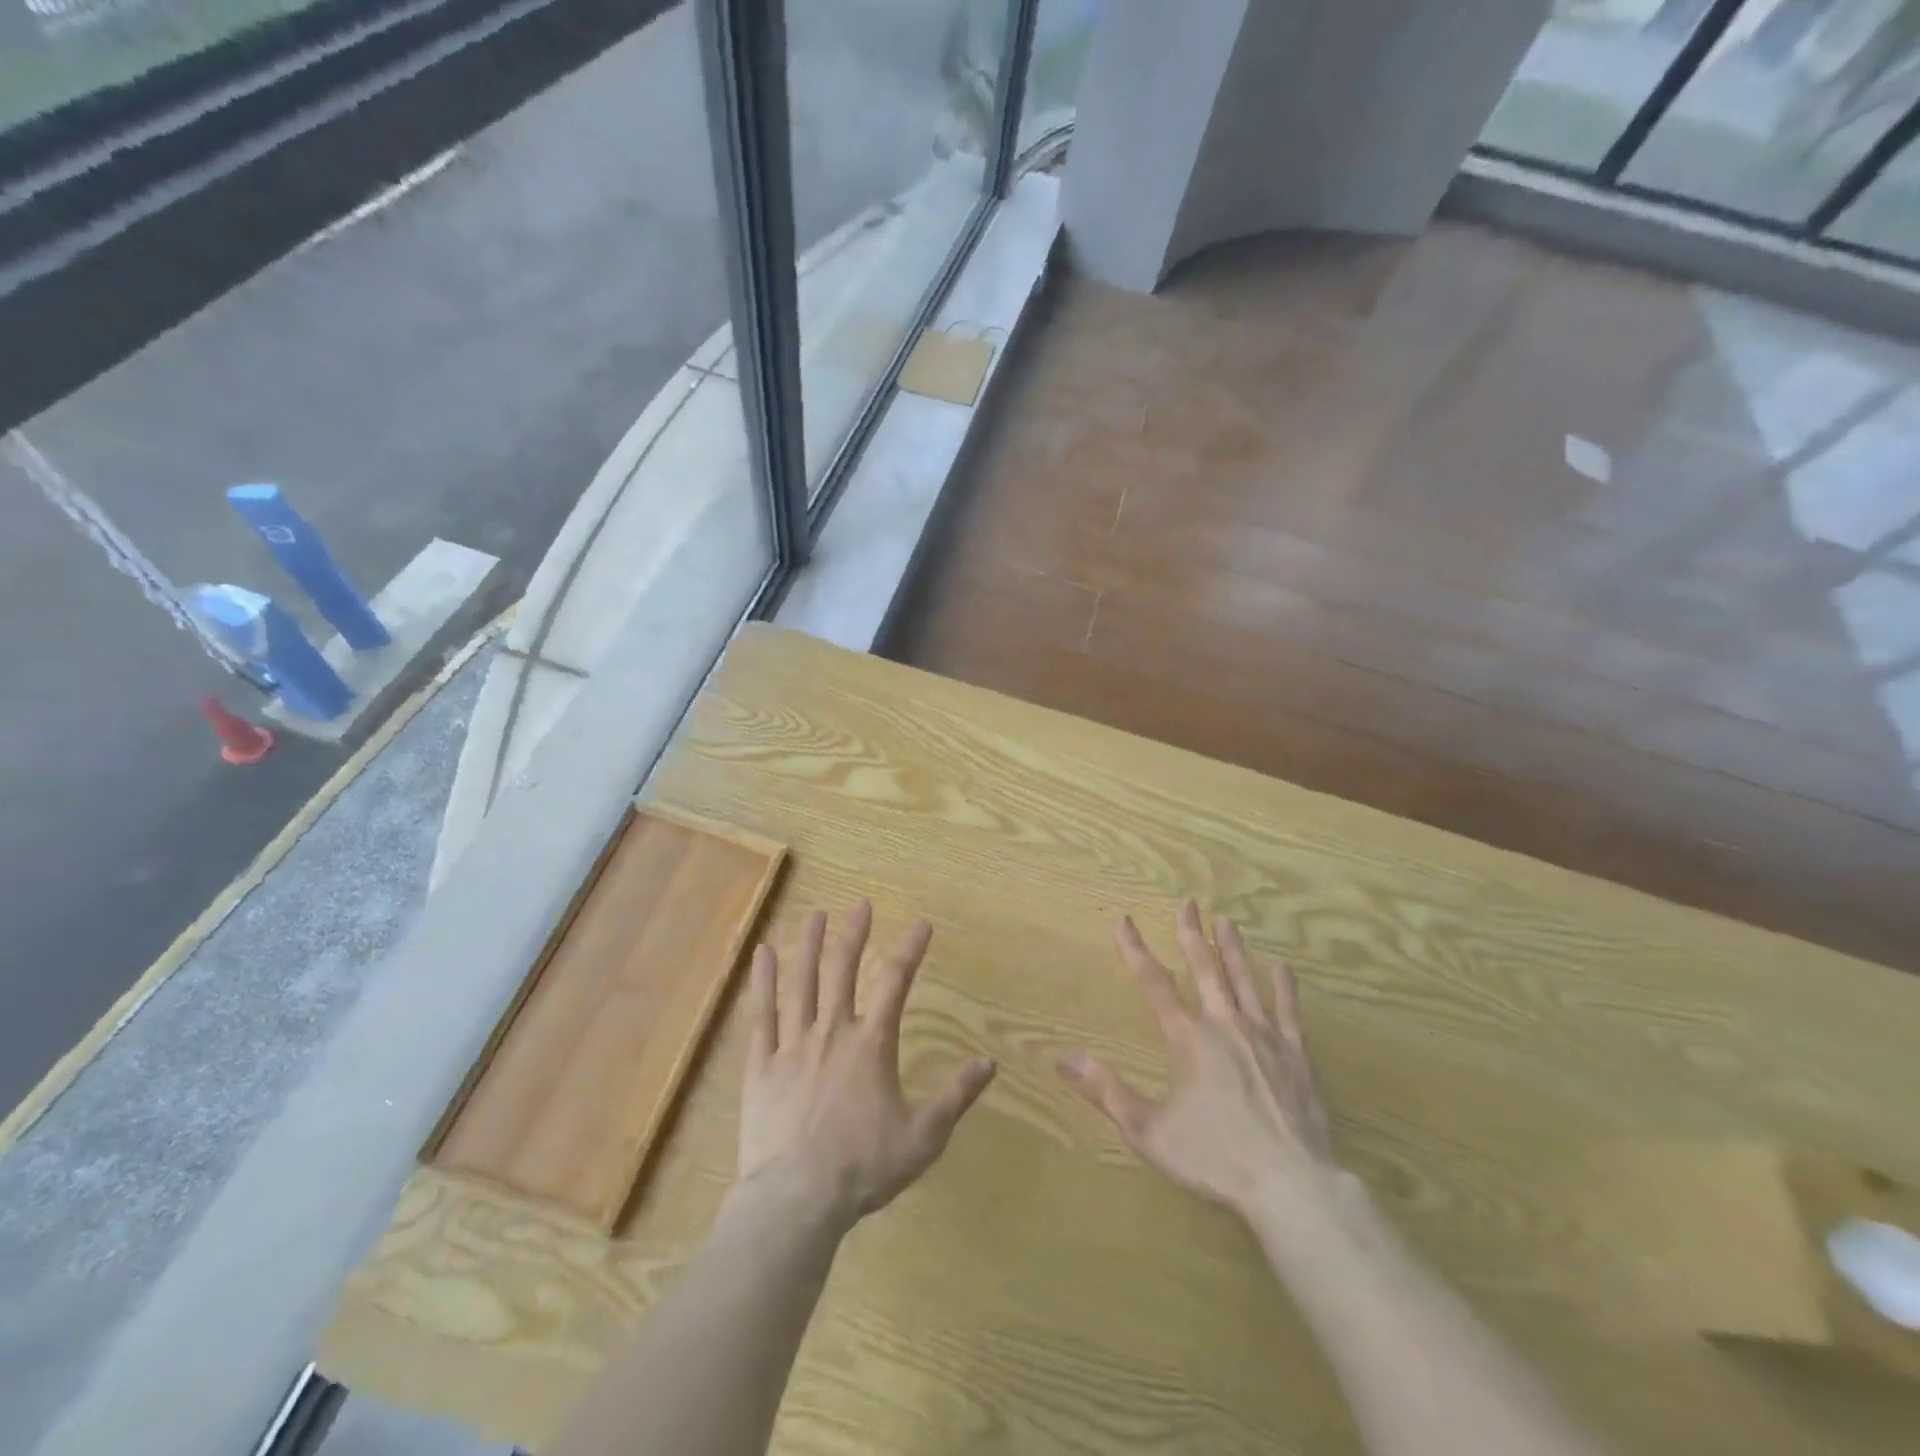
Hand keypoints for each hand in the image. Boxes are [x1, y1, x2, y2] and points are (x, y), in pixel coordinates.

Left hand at [737, 902, 996, 1233]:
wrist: (797, 1200)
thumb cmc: (864, 1167)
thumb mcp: (923, 1137)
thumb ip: (956, 1096)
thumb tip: (989, 1063)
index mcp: (872, 1043)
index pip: (896, 982)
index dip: (911, 949)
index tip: (922, 924)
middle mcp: (832, 1031)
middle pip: (843, 969)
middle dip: (854, 934)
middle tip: (860, 904)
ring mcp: (793, 1044)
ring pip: (801, 981)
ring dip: (808, 944)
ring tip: (813, 914)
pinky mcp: (761, 1064)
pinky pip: (761, 1013)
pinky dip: (762, 981)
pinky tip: (762, 954)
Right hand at [1059, 900, 1337, 1222]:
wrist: (1292, 1185)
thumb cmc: (1215, 1158)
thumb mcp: (1148, 1130)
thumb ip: (1105, 1090)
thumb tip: (1064, 1056)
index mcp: (1188, 1038)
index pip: (1154, 983)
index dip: (1136, 950)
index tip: (1125, 921)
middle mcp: (1225, 1025)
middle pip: (1205, 968)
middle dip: (1191, 934)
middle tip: (1188, 903)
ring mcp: (1265, 1036)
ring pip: (1244, 980)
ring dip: (1233, 948)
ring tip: (1225, 920)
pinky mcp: (1297, 1055)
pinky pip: (1289, 1010)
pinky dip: (1284, 987)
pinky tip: (1281, 967)